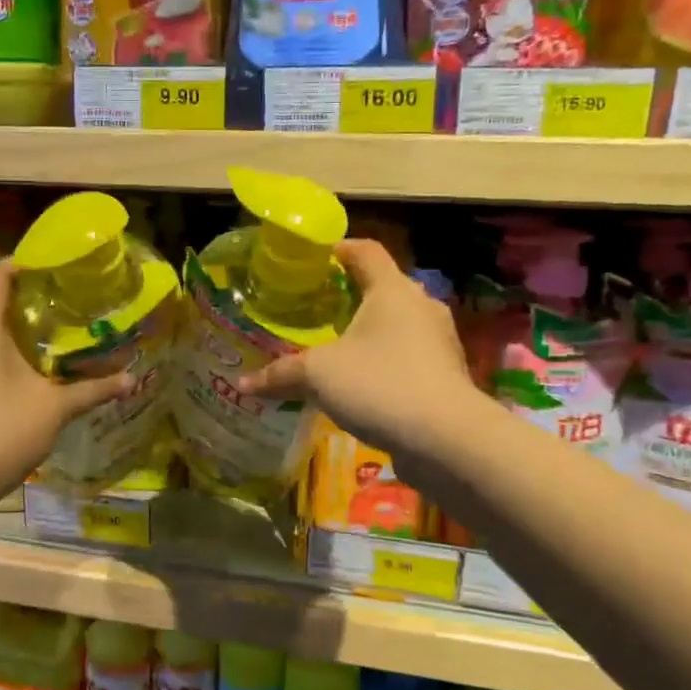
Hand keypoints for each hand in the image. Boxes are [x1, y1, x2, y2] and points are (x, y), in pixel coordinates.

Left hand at [0, 261, 129, 538]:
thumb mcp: (53, 408)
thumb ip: (92, 389)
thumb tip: (131, 380)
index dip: (24, 263)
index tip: (57, 267)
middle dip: (26, 299)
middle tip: (66, 303)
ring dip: (13, 331)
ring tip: (52, 337)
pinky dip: (0, 356)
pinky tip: (27, 374)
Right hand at [238, 239, 476, 478]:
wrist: (447, 440)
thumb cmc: (380, 385)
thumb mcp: (318, 375)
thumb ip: (281, 374)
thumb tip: (243, 384)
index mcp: (392, 290)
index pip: (365, 251)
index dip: (337, 248)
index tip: (311, 260)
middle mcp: (420, 306)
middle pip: (382, 286)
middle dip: (349, 295)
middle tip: (314, 308)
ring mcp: (438, 342)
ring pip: (396, 324)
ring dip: (368, 331)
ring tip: (334, 347)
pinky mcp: (444, 375)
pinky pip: (407, 356)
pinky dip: (383, 360)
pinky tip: (360, 383)